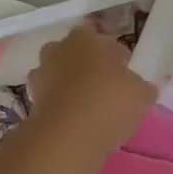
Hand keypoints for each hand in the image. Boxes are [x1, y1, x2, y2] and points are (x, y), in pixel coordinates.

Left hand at [27, 25, 156, 156]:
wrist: (68, 136)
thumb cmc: (109, 100)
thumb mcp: (141, 93)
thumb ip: (140, 86)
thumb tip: (141, 88)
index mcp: (84, 38)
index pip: (98, 37)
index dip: (112, 52)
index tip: (124, 67)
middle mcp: (58, 51)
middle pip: (73, 54)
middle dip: (86, 66)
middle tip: (106, 84)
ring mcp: (41, 78)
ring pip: (59, 77)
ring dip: (72, 88)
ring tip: (92, 107)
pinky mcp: (31, 105)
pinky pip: (53, 101)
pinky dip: (64, 109)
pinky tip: (81, 124)